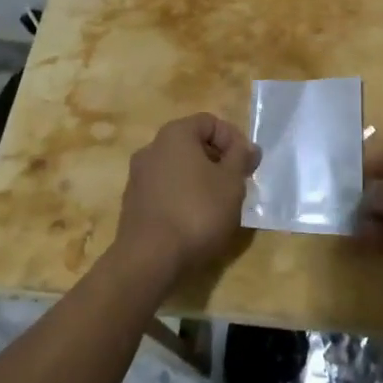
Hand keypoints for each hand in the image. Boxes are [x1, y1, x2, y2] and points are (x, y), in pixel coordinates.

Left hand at [114, 114, 259, 283]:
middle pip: (192, 144)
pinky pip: (165, 189)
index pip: (210, 122)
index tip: (247, 165)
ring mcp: (138, 176)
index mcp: (175, 134)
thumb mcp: (231, 182)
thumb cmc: (197, 212)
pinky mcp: (133, 203)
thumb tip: (249, 147)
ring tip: (219, 204)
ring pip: (178, 168)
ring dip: (201, 179)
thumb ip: (241, 158)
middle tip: (236, 183)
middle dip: (218, 160)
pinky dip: (183, 196)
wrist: (149, 260)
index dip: (233, 139)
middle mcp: (152, 148)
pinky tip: (195, 220)